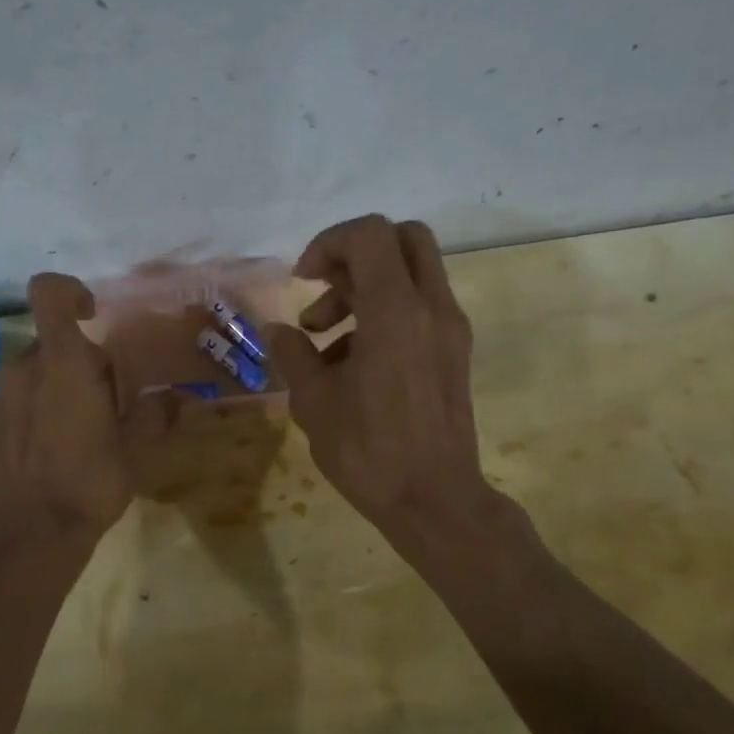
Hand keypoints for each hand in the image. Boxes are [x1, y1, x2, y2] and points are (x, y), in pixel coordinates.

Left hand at [0, 273, 134, 553]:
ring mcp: (1, 392)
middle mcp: (23, 367)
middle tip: (111, 401)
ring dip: (64, 382)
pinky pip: (23, 391)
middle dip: (85, 360)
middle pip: (55, 340)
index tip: (94, 315)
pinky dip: (44, 401)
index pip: (48, 292)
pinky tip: (62, 442)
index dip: (70, 291)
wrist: (30, 533)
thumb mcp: (134, 448)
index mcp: (61, 362)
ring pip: (39, 367)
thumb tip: (176, 397)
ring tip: (87, 427)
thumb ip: (154, 413)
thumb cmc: (88, 482)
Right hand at [265, 216, 513, 560]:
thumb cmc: (368, 451)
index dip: (328, 243)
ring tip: (323, 340)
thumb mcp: (314, 402)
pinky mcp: (454, 351)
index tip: (303, 281)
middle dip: (354, 254)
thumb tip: (279, 331)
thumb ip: (293, 354)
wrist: (434, 500)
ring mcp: (449, 329)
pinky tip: (351, 362)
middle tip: (322, 291)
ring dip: (364, 288)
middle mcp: (432, 308)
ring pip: (412, 272)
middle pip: (402, 238)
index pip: (369, 234)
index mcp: (395, 312)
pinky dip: (385, 312)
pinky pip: (420, 306)